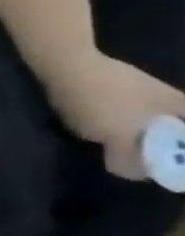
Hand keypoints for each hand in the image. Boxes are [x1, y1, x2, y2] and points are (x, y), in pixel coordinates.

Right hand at [47, 52, 184, 179]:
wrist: (67, 64)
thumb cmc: (119, 85)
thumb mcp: (164, 95)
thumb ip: (184, 111)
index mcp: (118, 139)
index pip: (126, 169)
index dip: (143, 170)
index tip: (160, 160)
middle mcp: (93, 137)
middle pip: (116, 150)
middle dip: (136, 143)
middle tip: (154, 129)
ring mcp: (74, 124)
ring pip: (102, 134)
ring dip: (117, 127)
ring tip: (131, 109)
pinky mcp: (63, 111)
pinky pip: (88, 121)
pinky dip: (101, 116)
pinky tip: (109, 98)